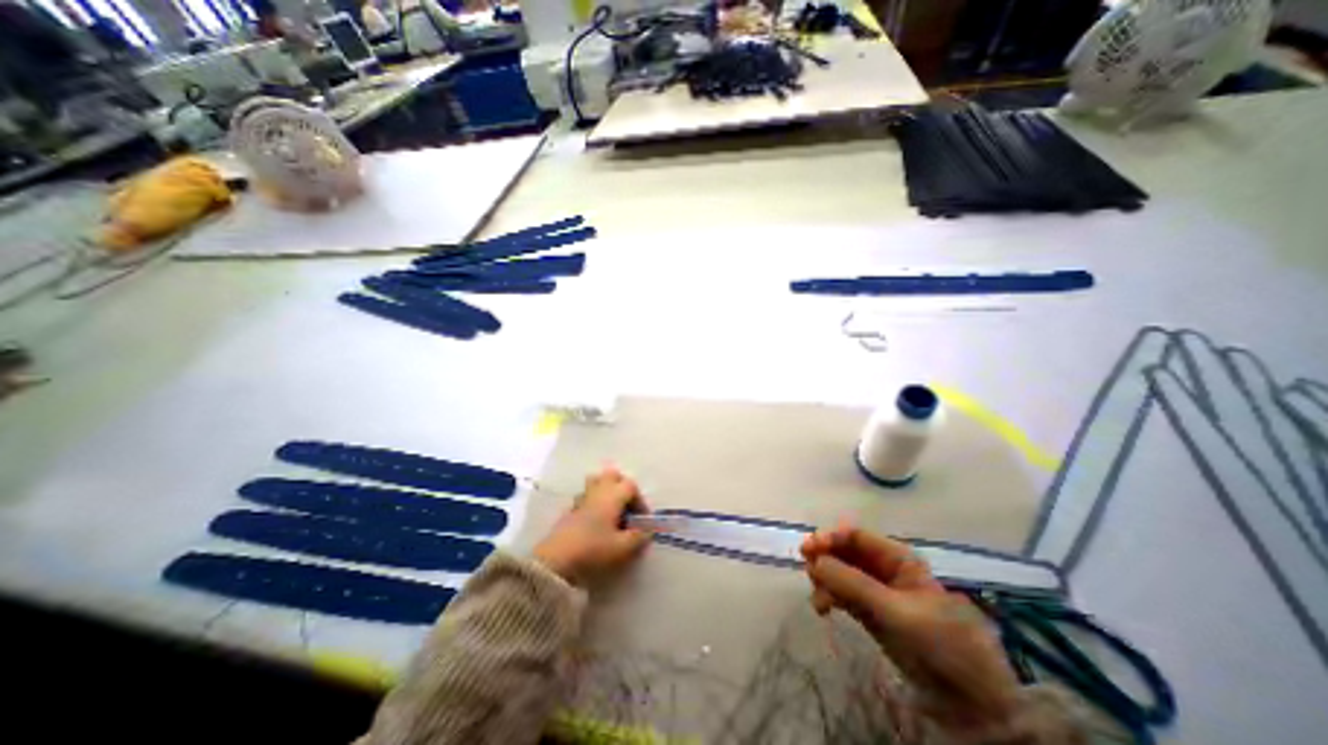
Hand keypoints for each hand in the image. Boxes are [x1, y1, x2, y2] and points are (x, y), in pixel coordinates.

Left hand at [532, 469, 651, 583]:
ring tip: (612, 511)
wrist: (555, 561)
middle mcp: (597, 492)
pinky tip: (595, 521)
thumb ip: (638, 537)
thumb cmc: (593, 550)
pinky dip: (593, 502)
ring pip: (596, 482)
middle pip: (612, 475)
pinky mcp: (569, 510)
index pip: (630, 486)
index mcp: (612, 496)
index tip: (641, 519)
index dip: (640, 500)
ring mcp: (581, 499)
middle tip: (627, 506)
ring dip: (606, 491)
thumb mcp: (622, 548)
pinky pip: (585, 496)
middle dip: (622, 486)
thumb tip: (648, 531)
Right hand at [799, 528, 1019, 728]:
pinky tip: (823, 609)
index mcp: (897, 558)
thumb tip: (815, 561)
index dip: (830, 537)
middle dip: (824, 559)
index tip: (808, 549)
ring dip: (824, 580)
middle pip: (843, 551)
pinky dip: (828, 596)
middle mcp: (883, 568)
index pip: (856, 536)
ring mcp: (875, 590)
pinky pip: (841, 593)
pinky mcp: (869, 611)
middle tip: (809, 573)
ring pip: (838, 572)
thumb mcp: (895, 610)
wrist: (968, 700)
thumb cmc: (938, 643)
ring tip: (819, 601)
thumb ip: (853, 583)